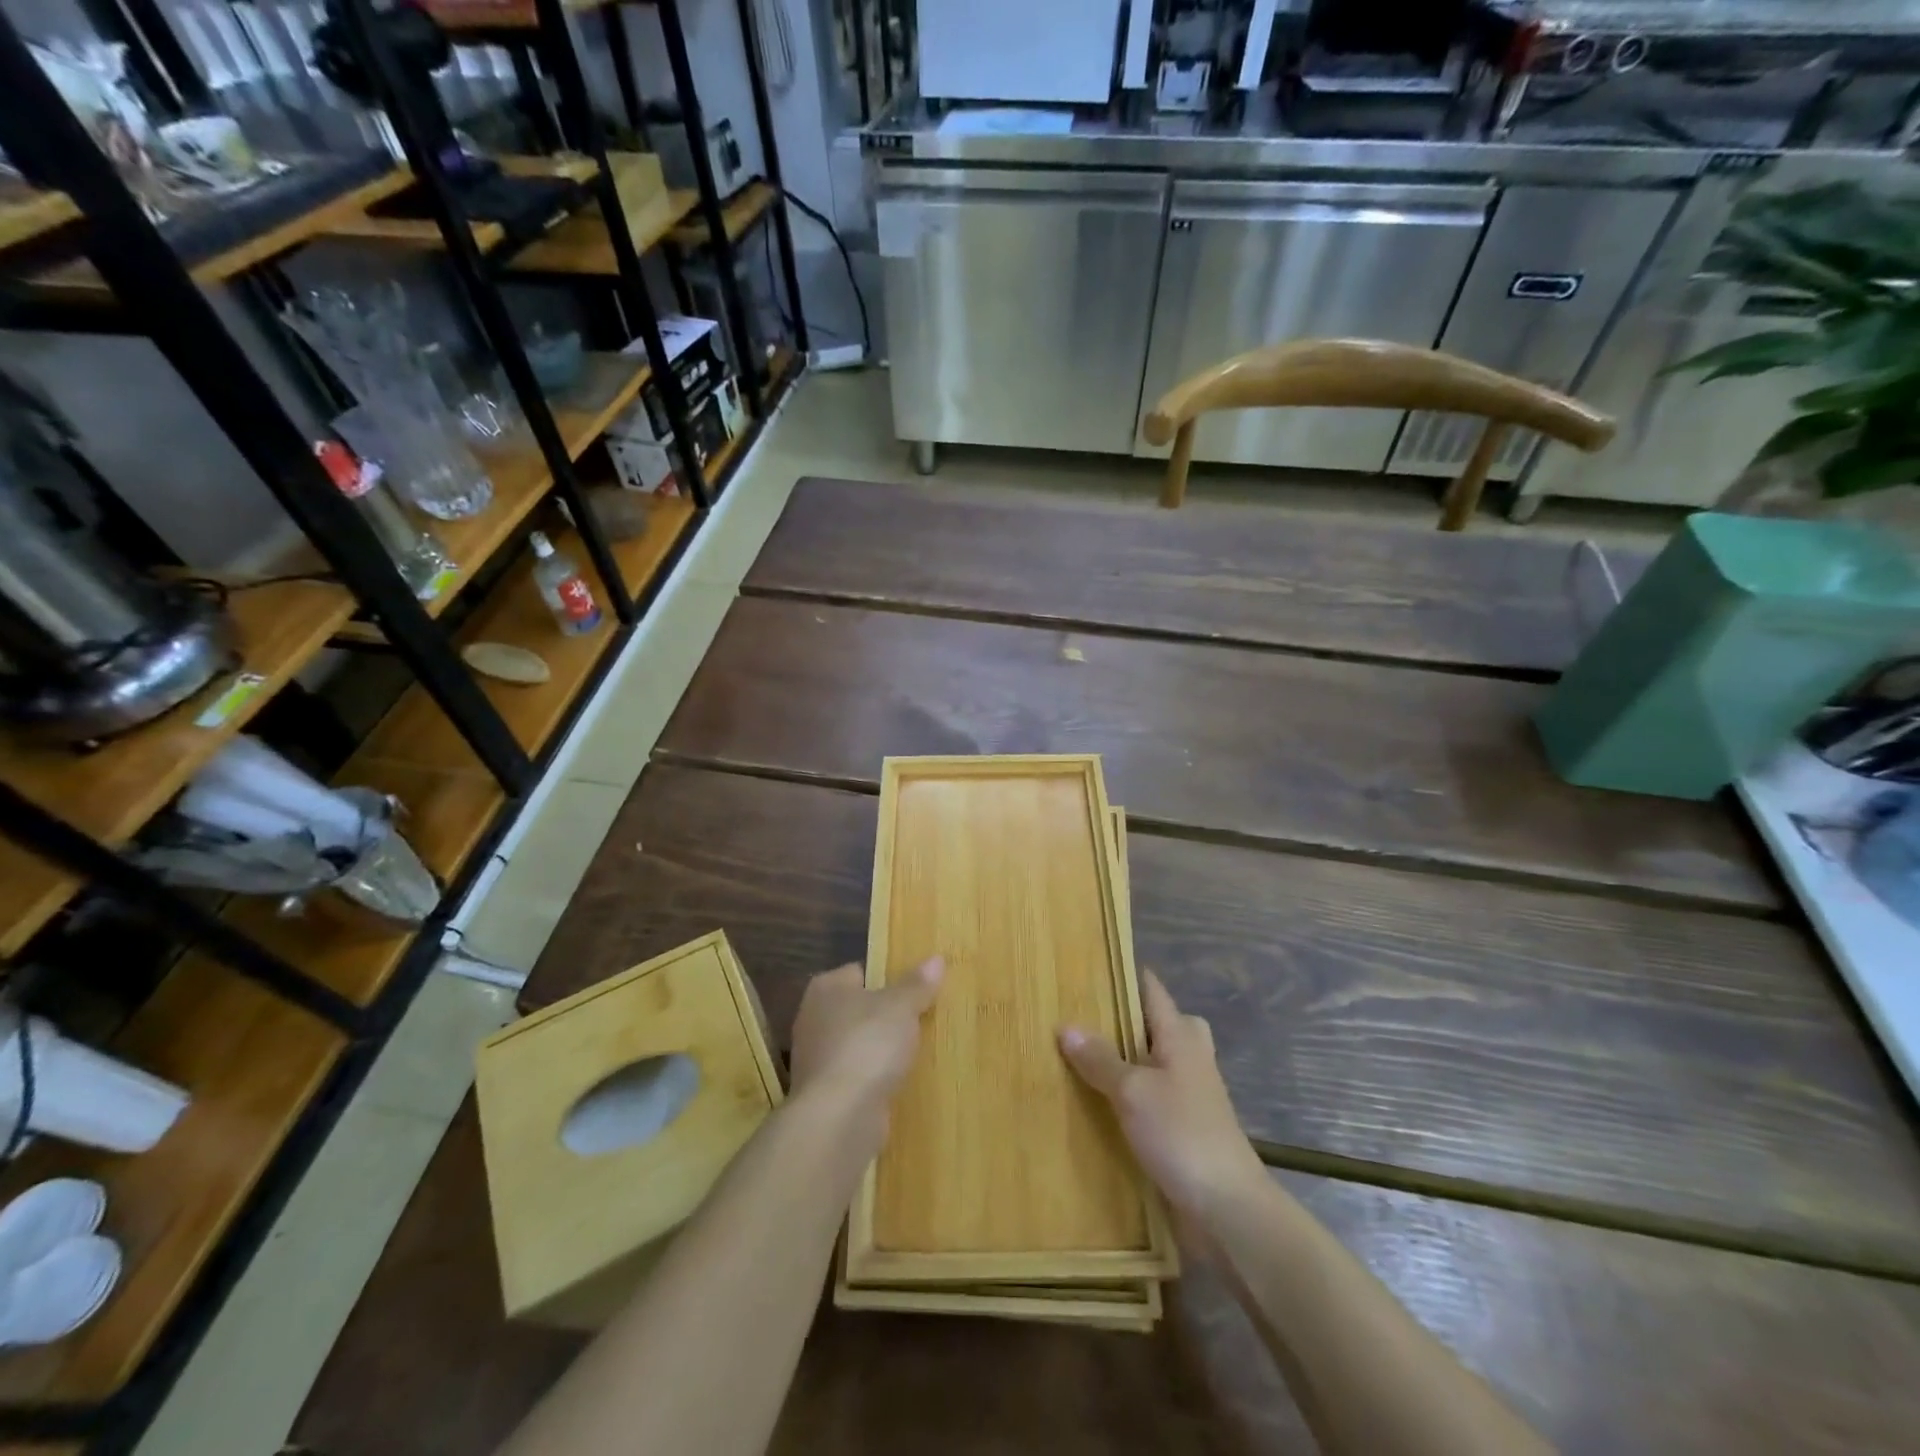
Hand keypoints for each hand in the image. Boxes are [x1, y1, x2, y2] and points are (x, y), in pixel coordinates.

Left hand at [790, 958, 941, 1128]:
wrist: (839, 1116)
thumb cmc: (868, 1045)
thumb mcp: (901, 1007)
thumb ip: (917, 984)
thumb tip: (936, 959)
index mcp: (826, 988)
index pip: (859, 971)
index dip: (887, 977)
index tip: (914, 989)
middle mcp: (813, 1018)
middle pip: (858, 1008)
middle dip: (884, 1015)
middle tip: (919, 1018)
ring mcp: (816, 1058)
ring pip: (857, 1043)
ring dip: (879, 1049)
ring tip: (914, 1051)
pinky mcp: (824, 1093)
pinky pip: (856, 1075)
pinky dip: (873, 1078)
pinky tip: (897, 1081)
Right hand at [1058, 974, 1264, 1218]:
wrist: (1228, 1208)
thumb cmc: (1182, 1134)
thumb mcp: (1132, 1091)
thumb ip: (1100, 1058)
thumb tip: (1066, 1025)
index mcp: (1181, 1036)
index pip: (1152, 990)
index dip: (1124, 974)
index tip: (1088, 965)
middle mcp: (1189, 1057)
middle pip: (1157, 1023)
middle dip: (1123, 1017)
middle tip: (1081, 1015)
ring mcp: (1190, 1093)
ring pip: (1154, 1061)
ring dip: (1124, 1059)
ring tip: (1080, 1057)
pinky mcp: (1184, 1127)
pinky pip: (1152, 1096)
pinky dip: (1129, 1094)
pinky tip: (1099, 1104)